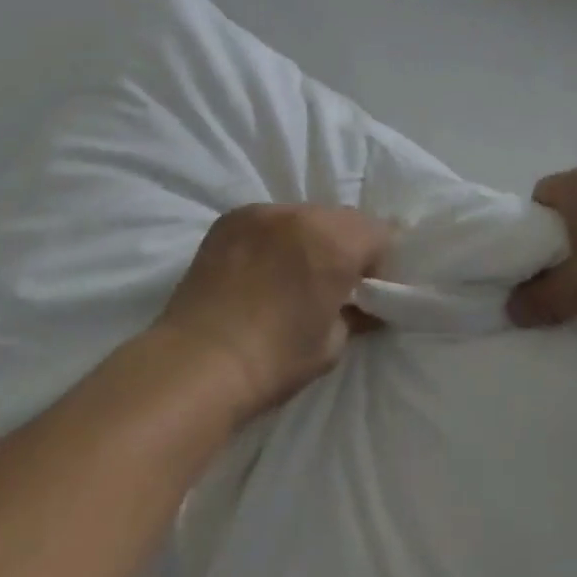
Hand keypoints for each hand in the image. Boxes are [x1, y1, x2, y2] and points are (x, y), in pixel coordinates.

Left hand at [156, 204, 391, 423]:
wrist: (195, 364)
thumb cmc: (273, 361)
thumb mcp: (331, 345)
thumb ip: (354, 312)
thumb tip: (363, 304)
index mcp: (336, 242)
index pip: (381, 232)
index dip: (379, 261)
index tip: (366, 289)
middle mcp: (303, 215)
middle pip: (342, 219)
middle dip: (344, 245)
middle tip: (330, 282)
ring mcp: (263, 211)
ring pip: (303, 216)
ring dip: (307, 238)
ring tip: (289, 274)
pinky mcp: (231, 218)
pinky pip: (268, 220)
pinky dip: (273, 237)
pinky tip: (258, 268)